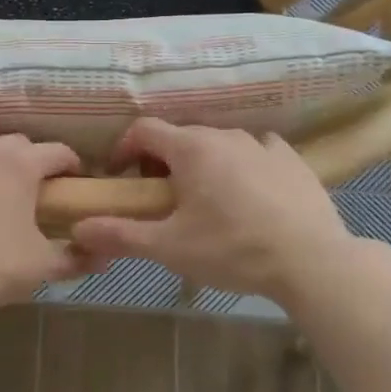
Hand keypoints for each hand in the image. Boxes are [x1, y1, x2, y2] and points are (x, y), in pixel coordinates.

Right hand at [72, 119, 379, 304]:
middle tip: (160, 198)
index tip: (120, 177)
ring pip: (219, 144)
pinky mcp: (293, 160)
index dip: (124, 149)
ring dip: (202, 164)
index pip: (143, 130)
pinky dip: (242, 166)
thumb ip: (120, 235)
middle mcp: (225, 135)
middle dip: (161, 161)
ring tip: (206, 201)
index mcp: (191, 148)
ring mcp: (263, 144)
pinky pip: (256, 152)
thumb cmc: (232, 249)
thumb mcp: (169, 248)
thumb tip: (77, 228)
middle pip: (180, 137)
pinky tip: (249, 195)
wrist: (313, 261)